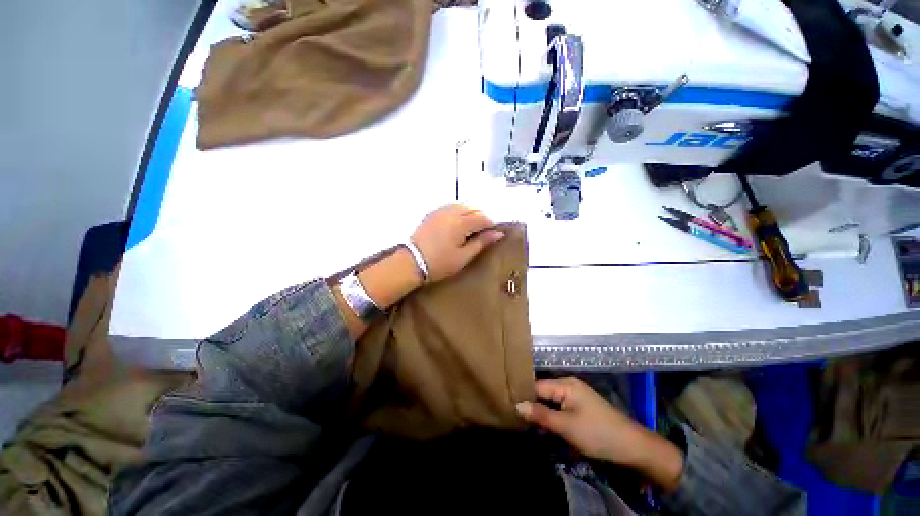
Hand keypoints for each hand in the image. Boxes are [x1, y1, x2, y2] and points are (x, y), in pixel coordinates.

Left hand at [410, 204, 504, 282]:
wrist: (411, 262)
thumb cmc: (440, 263)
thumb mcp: (464, 256)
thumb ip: (482, 242)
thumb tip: (498, 233)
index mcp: (461, 222)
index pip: (483, 217)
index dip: (491, 225)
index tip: (493, 234)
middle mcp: (451, 211)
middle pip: (473, 208)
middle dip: (481, 218)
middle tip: (482, 233)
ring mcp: (440, 211)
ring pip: (462, 206)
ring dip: (469, 214)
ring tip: (470, 229)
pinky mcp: (432, 213)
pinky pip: (450, 207)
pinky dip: (458, 212)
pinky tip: (456, 224)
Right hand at [516, 377, 683, 490]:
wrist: (632, 446)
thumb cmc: (598, 433)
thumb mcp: (566, 426)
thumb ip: (541, 415)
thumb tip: (517, 405)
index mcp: (565, 384)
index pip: (536, 386)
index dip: (522, 395)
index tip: (507, 404)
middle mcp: (568, 384)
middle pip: (542, 391)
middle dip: (530, 403)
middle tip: (514, 415)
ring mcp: (575, 394)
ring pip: (550, 399)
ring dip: (540, 410)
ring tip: (524, 420)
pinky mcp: (580, 405)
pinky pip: (559, 406)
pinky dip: (551, 414)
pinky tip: (543, 423)